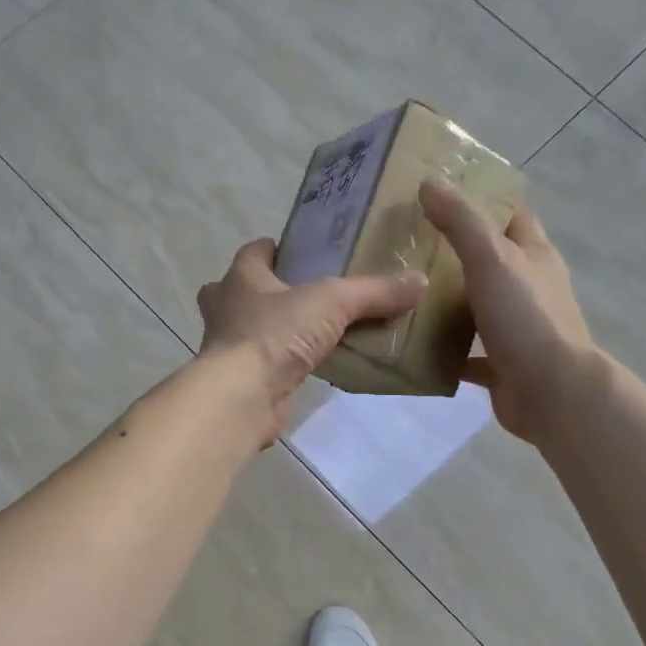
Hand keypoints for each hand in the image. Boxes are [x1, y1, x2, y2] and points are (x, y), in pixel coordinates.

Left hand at [196, 239, 427, 436]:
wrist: (241, 397)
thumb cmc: (275, 334)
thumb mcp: (333, 302)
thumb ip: (374, 291)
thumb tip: (419, 281)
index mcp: (240, 277)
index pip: (255, 251)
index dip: (278, 249)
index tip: (307, 254)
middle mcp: (225, 307)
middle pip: (244, 289)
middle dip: (269, 290)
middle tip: (308, 295)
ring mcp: (227, 346)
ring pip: (250, 328)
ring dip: (274, 328)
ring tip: (314, 331)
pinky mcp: (239, 379)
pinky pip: (263, 362)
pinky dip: (281, 362)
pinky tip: (310, 366)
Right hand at [419, 177, 597, 443]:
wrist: (552, 392)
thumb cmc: (526, 318)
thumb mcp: (491, 259)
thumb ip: (461, 221)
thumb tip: (429, 181)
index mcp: (534, 255)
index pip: (509, 215)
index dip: (479, 201)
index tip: (436, 195)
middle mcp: (528, 287)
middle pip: (488, 260)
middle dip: (451, 251)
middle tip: (403, 243)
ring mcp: (516, 327)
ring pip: (475, 305)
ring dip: (445, 300)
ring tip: (399, 289)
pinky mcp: (501, 364)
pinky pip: (466, 351)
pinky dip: (443, 348)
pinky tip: (410, 343)